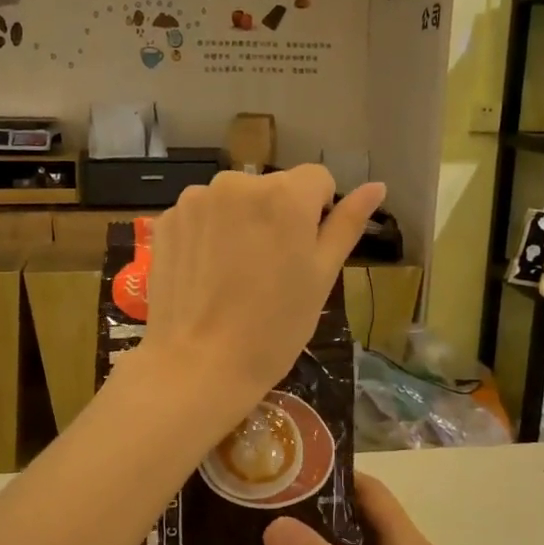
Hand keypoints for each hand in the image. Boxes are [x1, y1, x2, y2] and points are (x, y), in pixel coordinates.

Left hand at [140, 166, 383, 415]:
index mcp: (286, 195)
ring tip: (234, 275)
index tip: (304, 254)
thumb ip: (347, 225)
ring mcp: (197, 199)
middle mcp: (238, 183)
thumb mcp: (321, 277)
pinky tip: (205, 276)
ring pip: (234, 201)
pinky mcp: (167, 220)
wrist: (199, 364)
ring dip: (240, 223)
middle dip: (276, 217)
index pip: (317, 179)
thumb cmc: (274, 327)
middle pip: (272, 189)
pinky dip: (207, 235)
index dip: (318, 213)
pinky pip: (201, 216)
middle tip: (270, 271)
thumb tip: (376, 186)